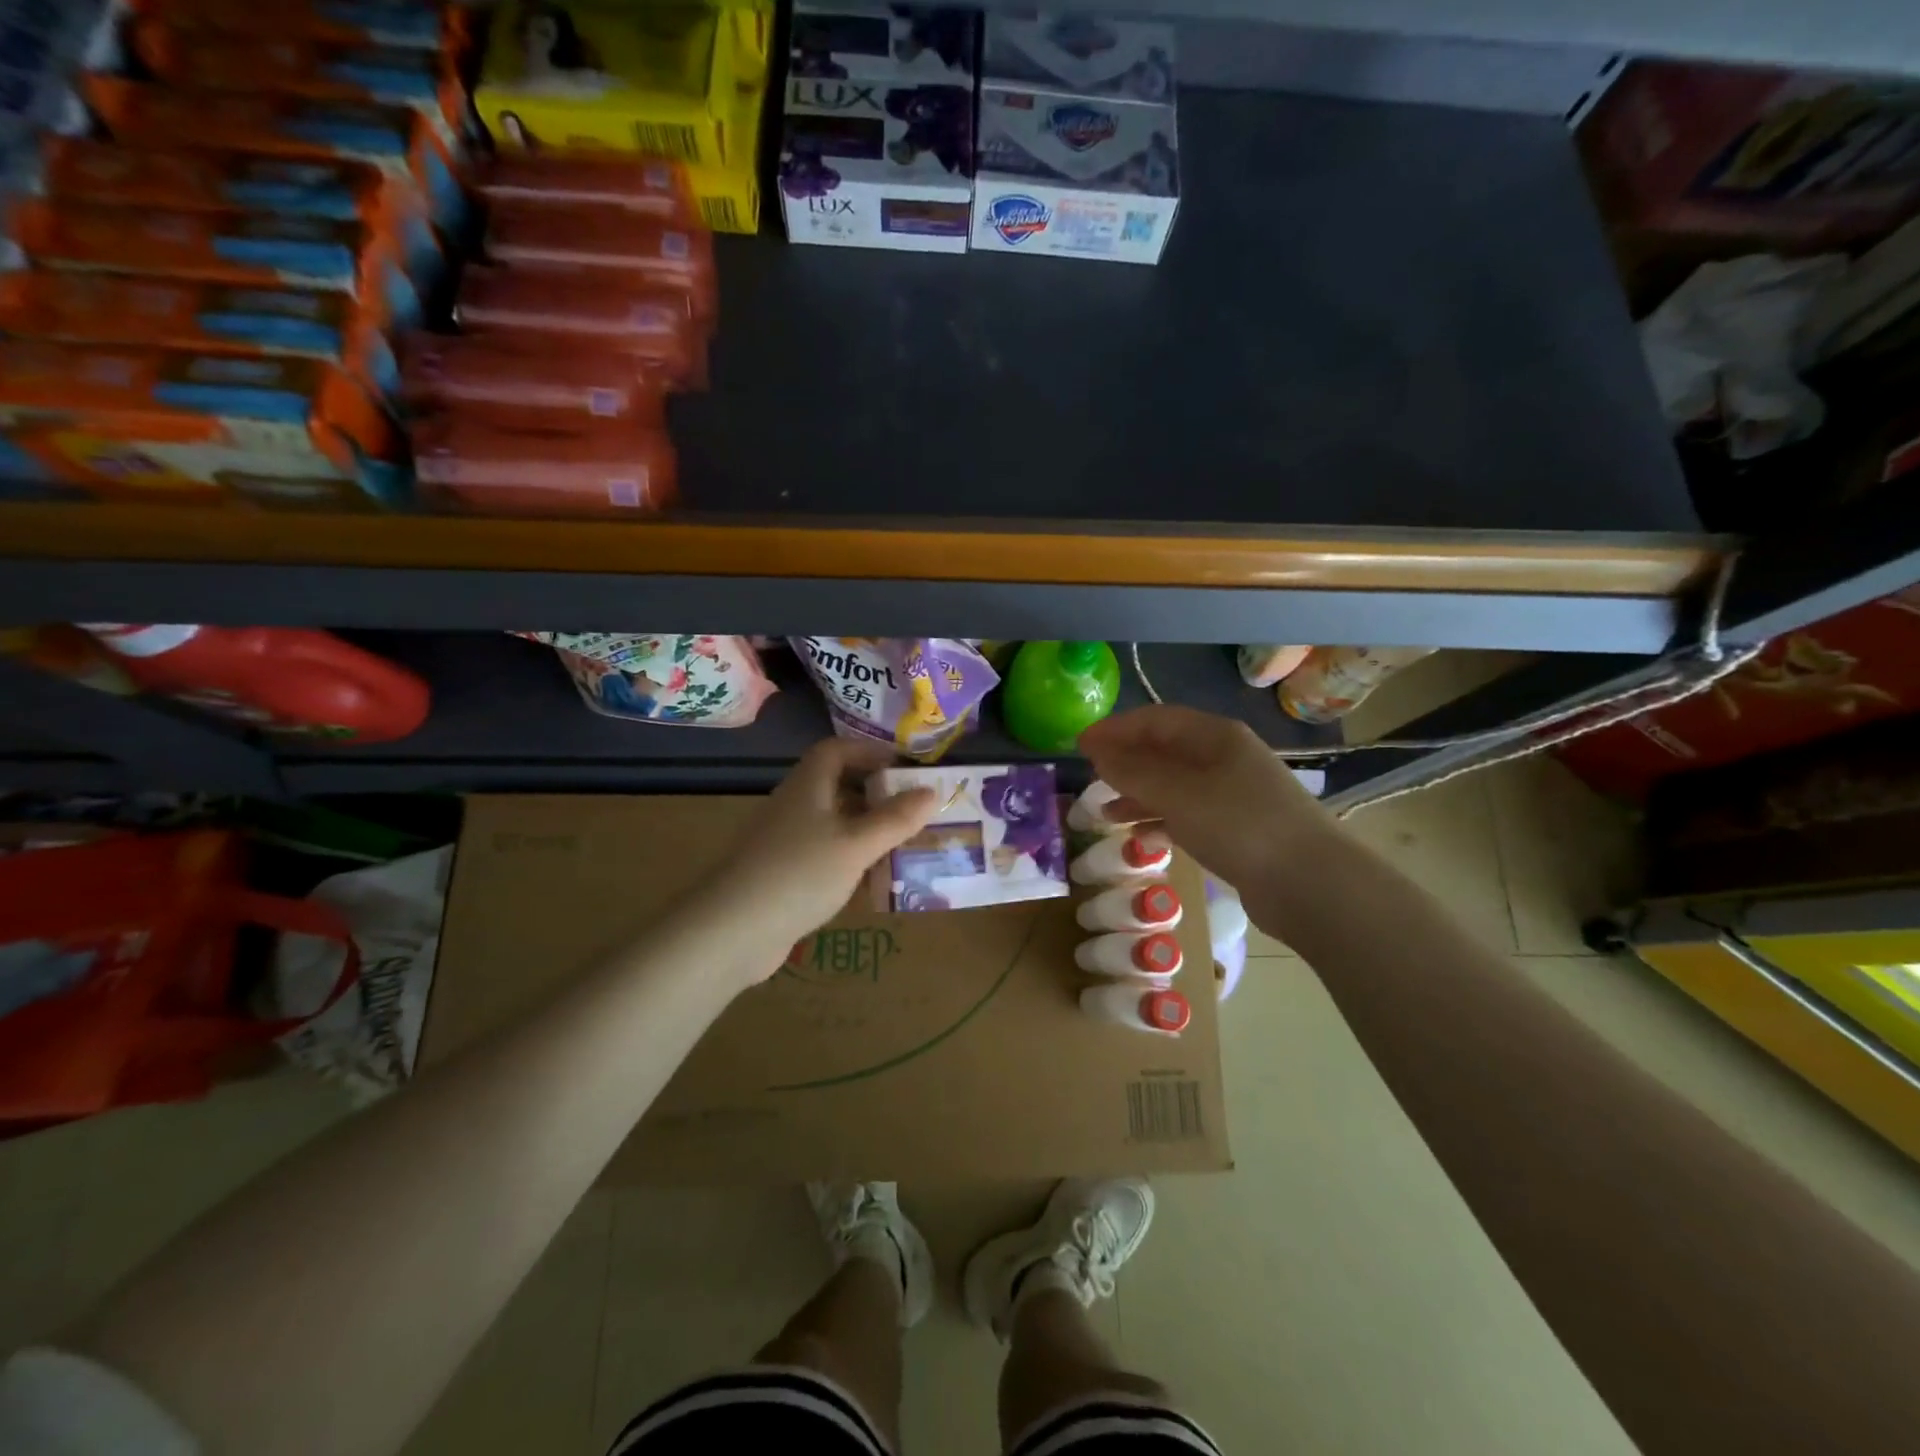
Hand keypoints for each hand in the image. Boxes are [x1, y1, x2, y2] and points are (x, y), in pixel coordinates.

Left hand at [716, 737, 937, 966]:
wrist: (732, 931)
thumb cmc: (799, 874)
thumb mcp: (857, 844)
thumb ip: (896, 819)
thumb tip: (932, 791)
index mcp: (808, 785)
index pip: (837, 750)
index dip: (870, 752)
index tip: (904, 767)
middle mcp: (794, 805)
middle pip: (836, 785)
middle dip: (875, 793)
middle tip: (912, 809)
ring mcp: (784, 840)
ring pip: (832, 822)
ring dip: (865, 828)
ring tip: (902, 844)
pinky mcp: (782, 873)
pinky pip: (824, 853)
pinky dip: (850, 858)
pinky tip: (871, 880)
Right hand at [1077, 705, 1333, 927]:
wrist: (1310, 883)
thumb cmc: (1239, 825)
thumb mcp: (1178, 793)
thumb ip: (1133, 771)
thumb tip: (1097, 752)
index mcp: (1215, 736)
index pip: (1155, 719)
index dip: (1115, 729)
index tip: (1079, 745)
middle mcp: (1225, 758)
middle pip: (1164, 750)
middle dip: (1125, 761)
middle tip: (1089, 776)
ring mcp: (1233, 794)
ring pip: (1174, 785)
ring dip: (1138, 794)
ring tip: (1104, 812)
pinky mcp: (1236, 829)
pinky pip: (1187, 814)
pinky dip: (1160, 820)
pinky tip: (1140, 837)